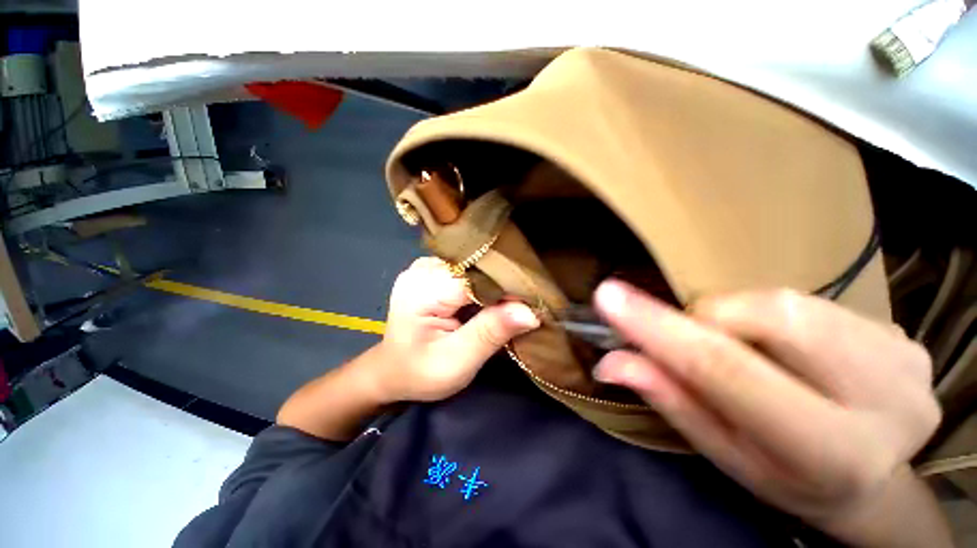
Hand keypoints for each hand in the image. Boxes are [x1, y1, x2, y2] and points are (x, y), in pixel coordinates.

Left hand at [371, 257, 538, 402]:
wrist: (393, 371)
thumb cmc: (420, 372)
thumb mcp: (456, 361)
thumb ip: (491, 333)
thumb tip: (530, 312)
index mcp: (424, 289)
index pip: (477, 276)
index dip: (508, 287)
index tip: (535, 302)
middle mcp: (424, 269)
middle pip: (476, 267)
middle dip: (504, 285)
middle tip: (528, 303)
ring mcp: (427, 267)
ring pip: (474, 266)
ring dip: (496, 284)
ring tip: (513, 300)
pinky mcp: (434, 271)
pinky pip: (468, 270)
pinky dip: (485, 283)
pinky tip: (493, 296)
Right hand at [592, 281, 944, 545]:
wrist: (871, 477)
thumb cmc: (784, 476)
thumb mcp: (722, 451)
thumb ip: (669, 398)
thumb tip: (609, 361)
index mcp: (830, 453)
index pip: (726, 371)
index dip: (660, 328)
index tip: (608, 295)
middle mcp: (886, 401)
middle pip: (768, 318)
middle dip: (710, 320)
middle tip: (697, 340)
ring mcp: (905, 359)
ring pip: (788, 301)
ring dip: (741, 316)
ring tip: (747, 349)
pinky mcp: (904, 335)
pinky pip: (812, 300)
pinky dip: (773, 314)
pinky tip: (787, 347)